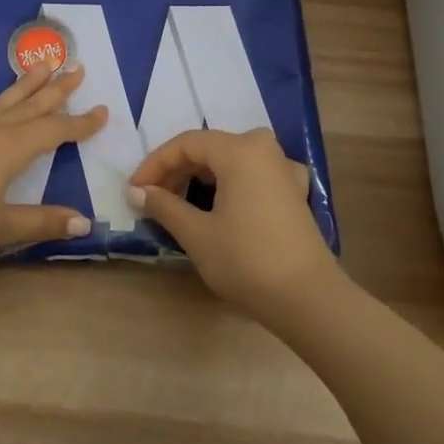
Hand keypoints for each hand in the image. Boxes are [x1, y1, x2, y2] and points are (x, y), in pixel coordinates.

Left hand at [0, 61, 108, 266]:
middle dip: (56, 90)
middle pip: (31, 106)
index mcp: (11, 149)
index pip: (55, 131)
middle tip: (77, 68)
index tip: (103, 111)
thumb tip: (84, 223)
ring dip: (24, 84)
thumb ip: (42, 221)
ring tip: (42, 64)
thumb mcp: (1, 226)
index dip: (81, 124)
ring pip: (2, 101)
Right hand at [127, 128, 342, 325]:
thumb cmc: (247, 261)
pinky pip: (253, 175)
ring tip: (179, 204)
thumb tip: (136, 191)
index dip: (155, 164)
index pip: (186, 144)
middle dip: (177, 171)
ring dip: (201, 177)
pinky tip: (221, 205)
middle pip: (210, 148)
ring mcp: (284, 169)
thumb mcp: (197, 234)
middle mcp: (264, 149)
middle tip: (153, 199)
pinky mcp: (294, 192)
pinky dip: (230, 185)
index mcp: (239, 150)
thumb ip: (164, 205)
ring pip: (231, 160)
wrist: (308, 299)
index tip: (134, 190)